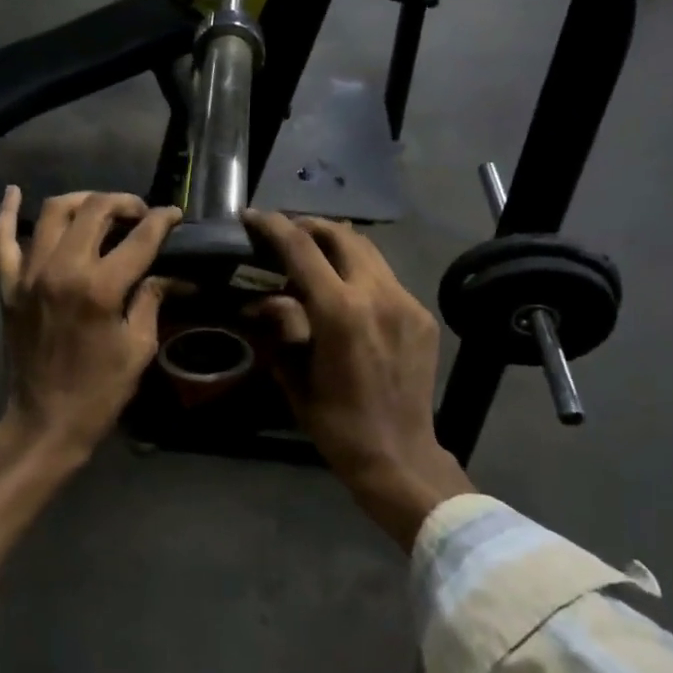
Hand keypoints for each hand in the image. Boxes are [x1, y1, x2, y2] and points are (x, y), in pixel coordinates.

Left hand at [0, 187, 182, 459]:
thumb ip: (150, 300)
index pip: (139, 237)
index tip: (174, 215)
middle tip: (139, 214)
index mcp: (100, 287)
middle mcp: (62, 269)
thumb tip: (161, 273)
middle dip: (124, 203)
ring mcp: (29, 274)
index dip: (162, 220)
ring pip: (53, 212)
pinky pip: (2, 239)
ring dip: (82, 200)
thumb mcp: (139, 347)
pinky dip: (7, 212)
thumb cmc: (99, 391)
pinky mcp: (8, 285)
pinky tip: (13, 192)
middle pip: (95, 209)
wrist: (44, 423)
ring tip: (100, 208)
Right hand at [243, 210, 473, 548]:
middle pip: (340, 234)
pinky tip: (344, 289)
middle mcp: (376, 294)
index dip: (273, 226)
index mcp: (339, 311)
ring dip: (335, 243)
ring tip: (311, 254)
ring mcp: (404, 302)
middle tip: (283, 233)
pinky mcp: (420, 314)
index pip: (301, 248)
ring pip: (367, 249)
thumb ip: (279, 327)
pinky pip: (384, 276)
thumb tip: (262, 299)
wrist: (399, 455)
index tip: (252, 217)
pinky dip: (358, 270)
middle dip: (307, 226)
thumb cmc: (336, 423)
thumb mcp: (294, 375)